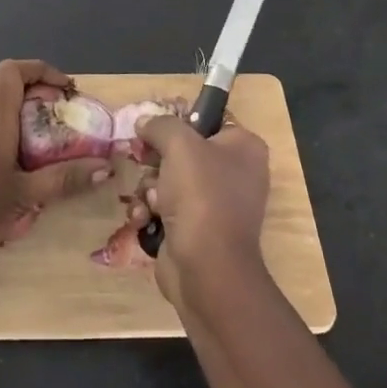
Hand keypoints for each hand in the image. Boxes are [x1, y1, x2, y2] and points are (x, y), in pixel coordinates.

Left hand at [0, 59, 111, 269]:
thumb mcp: (25, 196)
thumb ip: (65, 178)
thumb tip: (106, 168)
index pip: (13, 70)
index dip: (41, 71)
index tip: (66, 92)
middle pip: (6, 88)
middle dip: (38, 97)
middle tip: (64, 121)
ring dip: (22, 116)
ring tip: (47, 144)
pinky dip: (6, 133)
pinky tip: (18, 167)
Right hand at [130, 113, 270, 309]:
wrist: (207, 270)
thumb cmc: (201, 196)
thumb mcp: (179, 145)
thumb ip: (160, 125)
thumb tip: (145, 122)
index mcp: (243, 146)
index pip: (206, 117)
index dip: (177, 119)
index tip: (153, 127)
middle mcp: (234, 172)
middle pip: (182, 150)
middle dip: (156, 160)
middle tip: (143, 162)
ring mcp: (216, 203)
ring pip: (168, 179)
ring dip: (150, 188)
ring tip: (150, 201)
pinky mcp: (196, 229)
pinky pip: (166, 207)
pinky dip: (151, 212)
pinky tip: (145, 219)